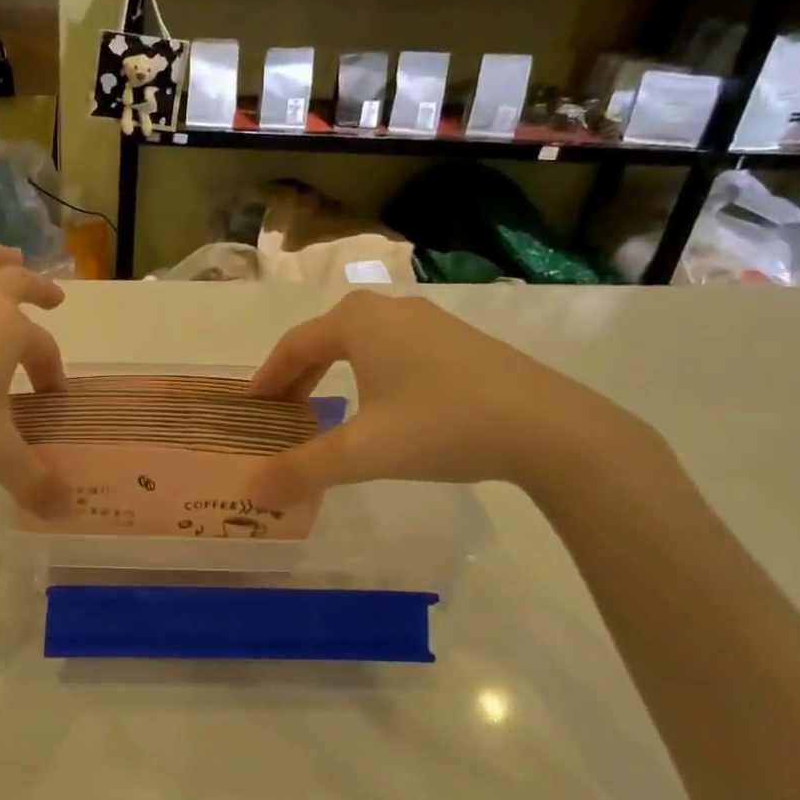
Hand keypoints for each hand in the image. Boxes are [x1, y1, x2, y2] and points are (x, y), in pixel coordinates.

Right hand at [246, 292, 648, 501]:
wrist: (549, 427)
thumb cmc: (442, 425)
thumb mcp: (364, 452)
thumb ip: (303, 469)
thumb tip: (251, 490)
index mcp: (357, 321)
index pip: (293, 346)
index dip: (266, 378)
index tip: (250, 408)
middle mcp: (388, 309)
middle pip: (324, 340)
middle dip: (296, 376)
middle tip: (281, 413)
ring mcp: (428, 321)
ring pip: (360, 344)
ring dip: (332, 373)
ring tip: (324, 411)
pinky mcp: (459, 340)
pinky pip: (393, 350)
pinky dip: (368, 373)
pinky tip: (381, 406)